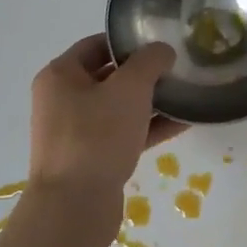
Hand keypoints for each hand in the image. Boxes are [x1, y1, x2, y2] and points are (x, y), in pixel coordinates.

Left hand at [28, 36, 185, 204]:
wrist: (75, 205)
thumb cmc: (96, 136)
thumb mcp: (129, 89)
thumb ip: (149, 62)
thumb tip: (162, 50)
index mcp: (60, 76)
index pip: (96, 45)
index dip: (128, 41)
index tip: (161, 42)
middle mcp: (63, 100)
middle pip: (109, 76)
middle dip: (144, 73)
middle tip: (178, 67)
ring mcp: (77, 132)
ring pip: (119, 108)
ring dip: (151, 102)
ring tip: (186, 94)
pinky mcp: (93, 158)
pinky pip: (124, 134)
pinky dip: (149, 127)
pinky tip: (183, 123)